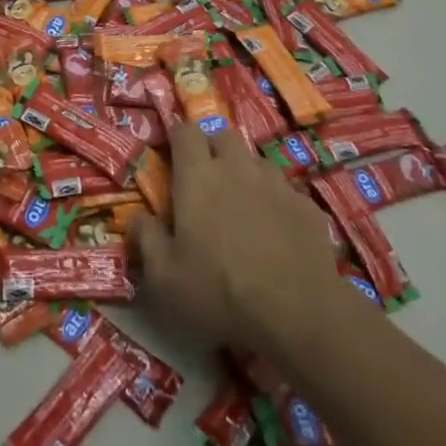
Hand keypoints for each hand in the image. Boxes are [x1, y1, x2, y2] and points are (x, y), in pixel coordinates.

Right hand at [128, 123, 361, 359]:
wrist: (298, 314)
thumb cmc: (219, 291)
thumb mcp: (164, 276)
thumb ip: (145, 238)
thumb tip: (137, 218)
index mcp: (198, 176)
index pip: (185, 131)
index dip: (177, 137)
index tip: (171, 154)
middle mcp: (237, 168)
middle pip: (223, 136)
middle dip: (212, 149)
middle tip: (205, 180)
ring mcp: (277, 184)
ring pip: (256, 162)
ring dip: (245, 174)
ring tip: (242, 206)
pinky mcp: (308, 206)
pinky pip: (286, 192)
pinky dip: (276, 203)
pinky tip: (276, 233)